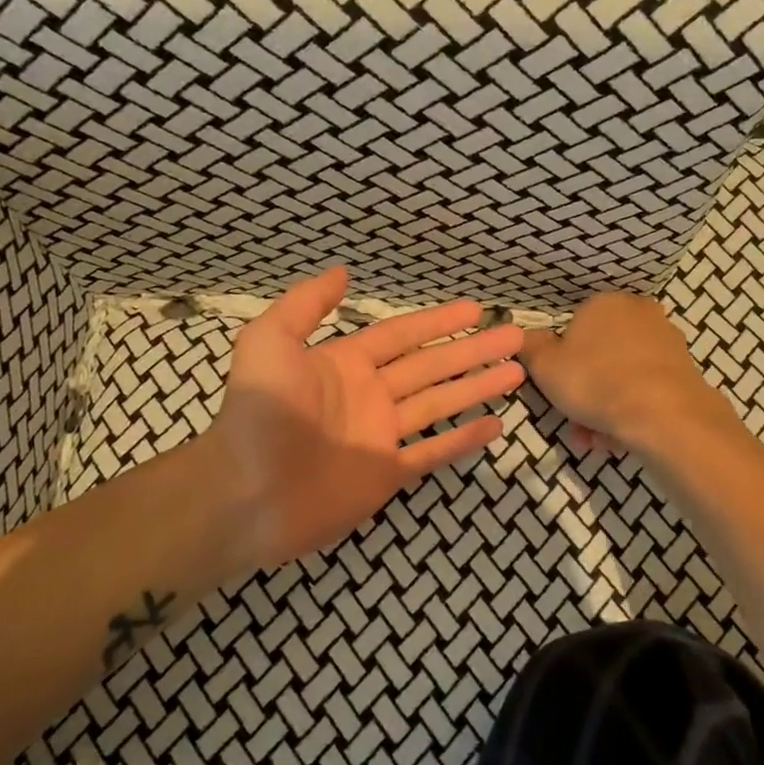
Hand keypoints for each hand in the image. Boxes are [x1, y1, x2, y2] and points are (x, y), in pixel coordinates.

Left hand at [208, 266, 524, 568]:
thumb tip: (343, 272)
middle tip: (513, 336)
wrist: (247, 492)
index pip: (401, 335)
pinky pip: (433, 452)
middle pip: (431, 366)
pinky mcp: (386, 474)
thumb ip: (305, 304)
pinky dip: (463, 440)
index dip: (438, 321)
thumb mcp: (269, 342)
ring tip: (516, 372)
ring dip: (477, 387)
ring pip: (440, 404)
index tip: (474, 308)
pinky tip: (495, 426)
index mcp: (345, 364)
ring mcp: (381, 436)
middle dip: (472, 350)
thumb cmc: (260, 413)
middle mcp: (369, 395)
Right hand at [518, 293, 732, 452]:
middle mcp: (639, 313)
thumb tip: (524, 336)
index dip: (562, 363)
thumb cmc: (595, 381)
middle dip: (585, 391)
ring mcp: (666, 341)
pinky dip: (632, 411)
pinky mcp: (685, 369)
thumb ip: (530, 348)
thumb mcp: (545, 366)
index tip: (557, 391)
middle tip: (576, 423)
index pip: (574, 328)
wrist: (664, 414)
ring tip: (598, 440)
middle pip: (599, 356)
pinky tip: (622, 438)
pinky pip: (646, 390)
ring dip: (605, 408)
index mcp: (604, 303)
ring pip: (622, 376)